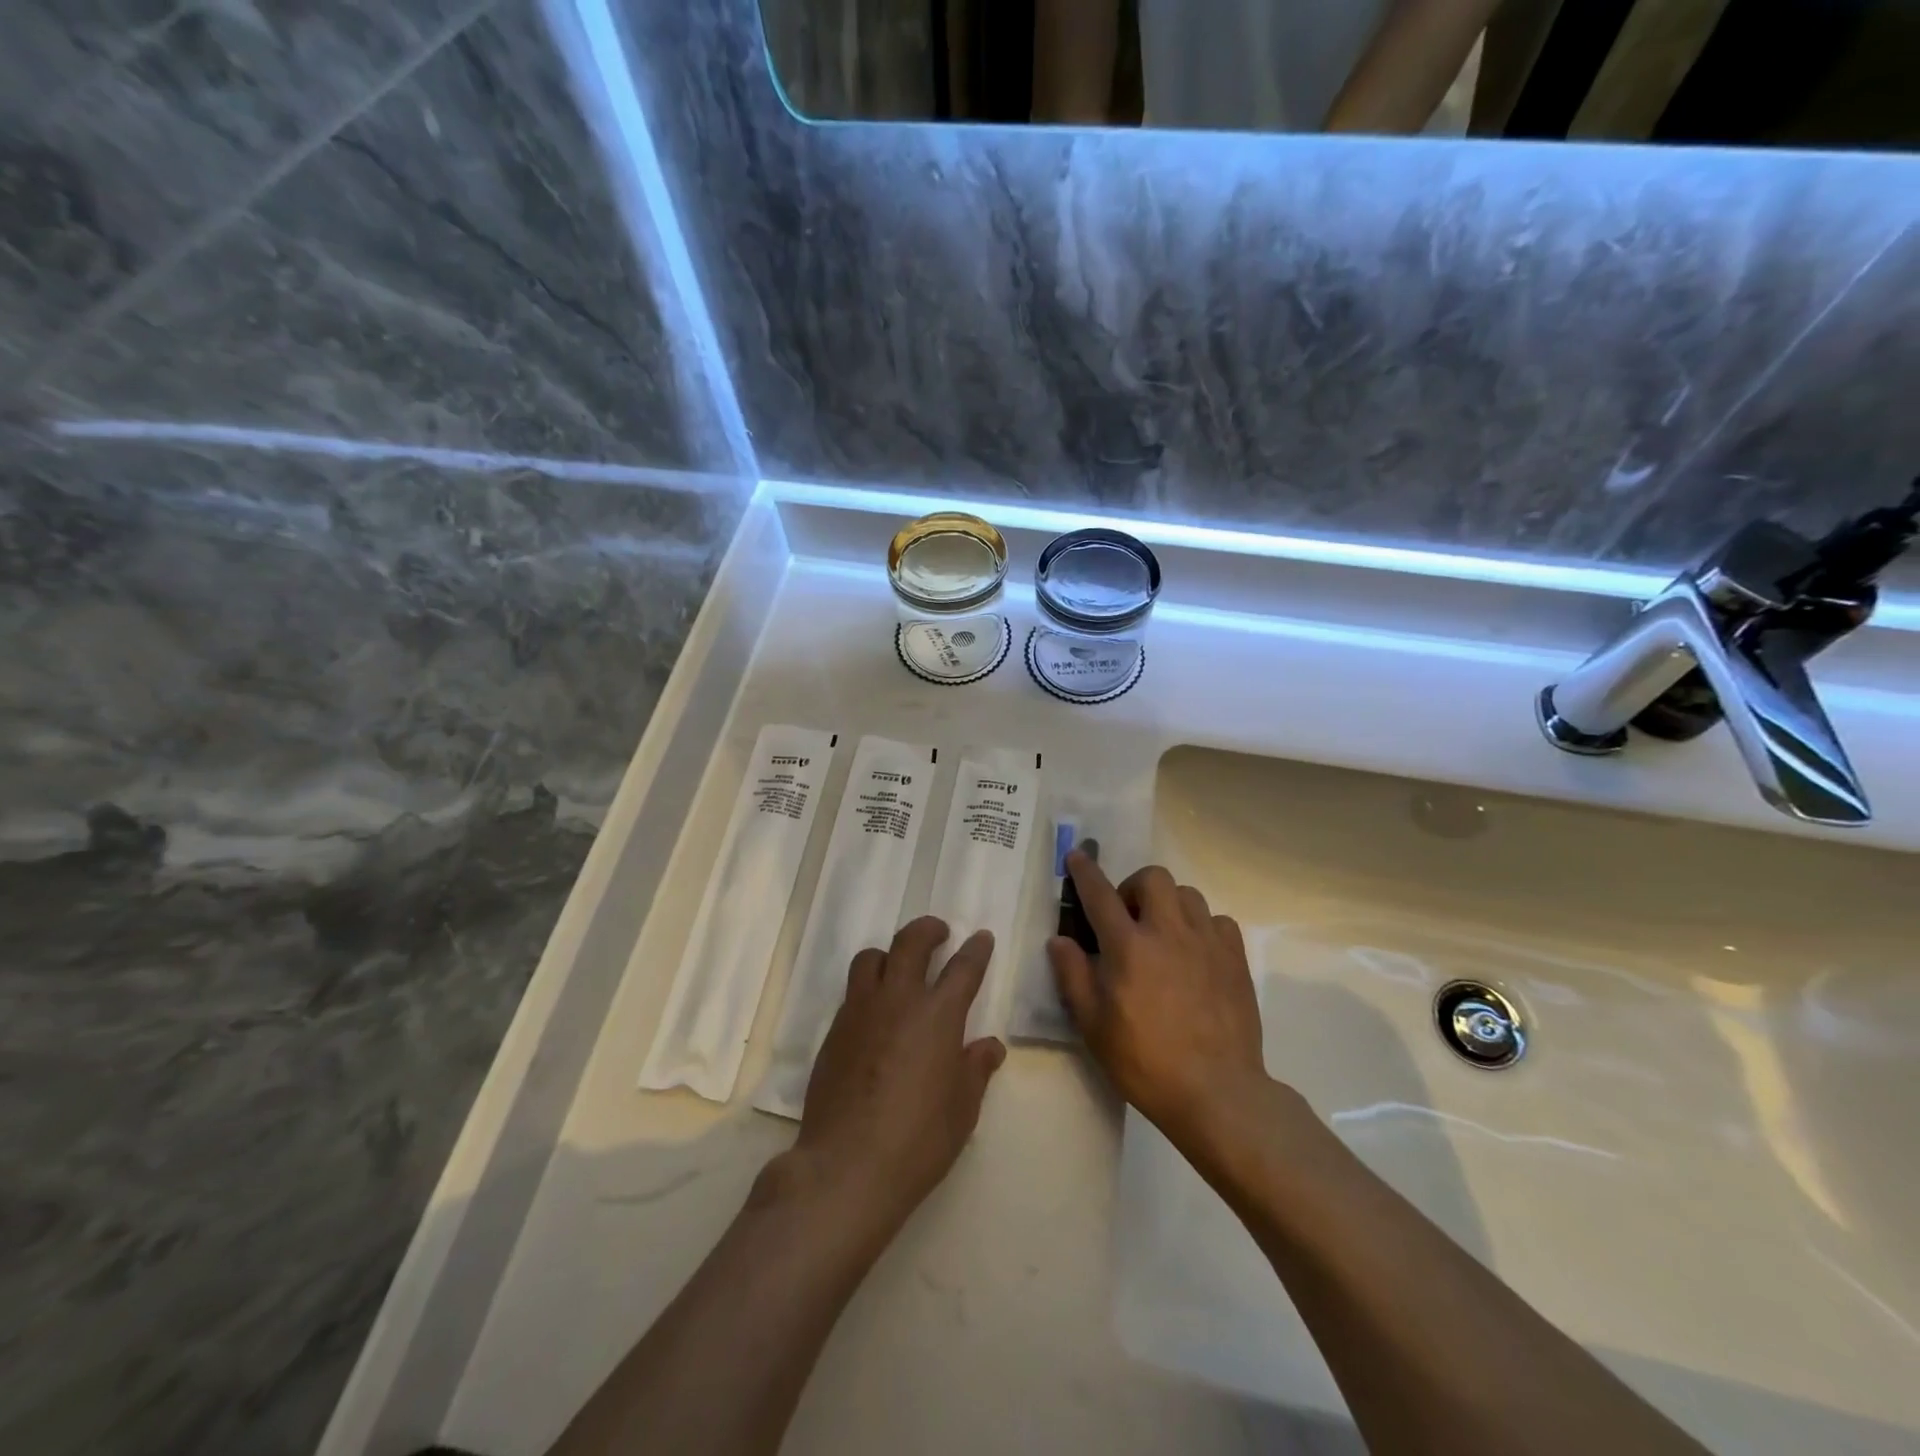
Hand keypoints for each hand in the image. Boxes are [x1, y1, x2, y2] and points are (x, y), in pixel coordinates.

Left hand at [789, 917, 1005, 1240]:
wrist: (847, 1165)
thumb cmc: (919, 1140)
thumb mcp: (963, 1109)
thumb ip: (976, 1069)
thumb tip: (990, 1046)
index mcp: (938, 1015)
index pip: (963, 968)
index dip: (976, 949)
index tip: (981, 937)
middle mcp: (898, 1001)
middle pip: (910, 943)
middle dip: (928, 930)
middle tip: (939, 932)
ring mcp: (860, 1012)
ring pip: (872, 959)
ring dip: (890, 954)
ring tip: (899, 967)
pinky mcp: (834, 1031)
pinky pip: (852, 993)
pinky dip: (869, 989)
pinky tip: (876, 1014)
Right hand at [1048, 853, 1274, 1148]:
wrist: (1216, 1091)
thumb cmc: (1145, 1061)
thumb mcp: (1093, 1025)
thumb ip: (1073, 975)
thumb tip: (1060, 940)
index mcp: (1128, 947)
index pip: (1100, 894)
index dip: (1085, 872)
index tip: (1077, 856)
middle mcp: (1168, 932)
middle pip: (1153, 878)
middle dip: (1134, 886)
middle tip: (1128, 917)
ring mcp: (1206, 942)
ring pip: (1188, 894)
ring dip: (1169, 904)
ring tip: (1163, 934)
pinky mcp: (1234, 959)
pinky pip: (1218, 920)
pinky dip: (1202, 926)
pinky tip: (1195, 953)